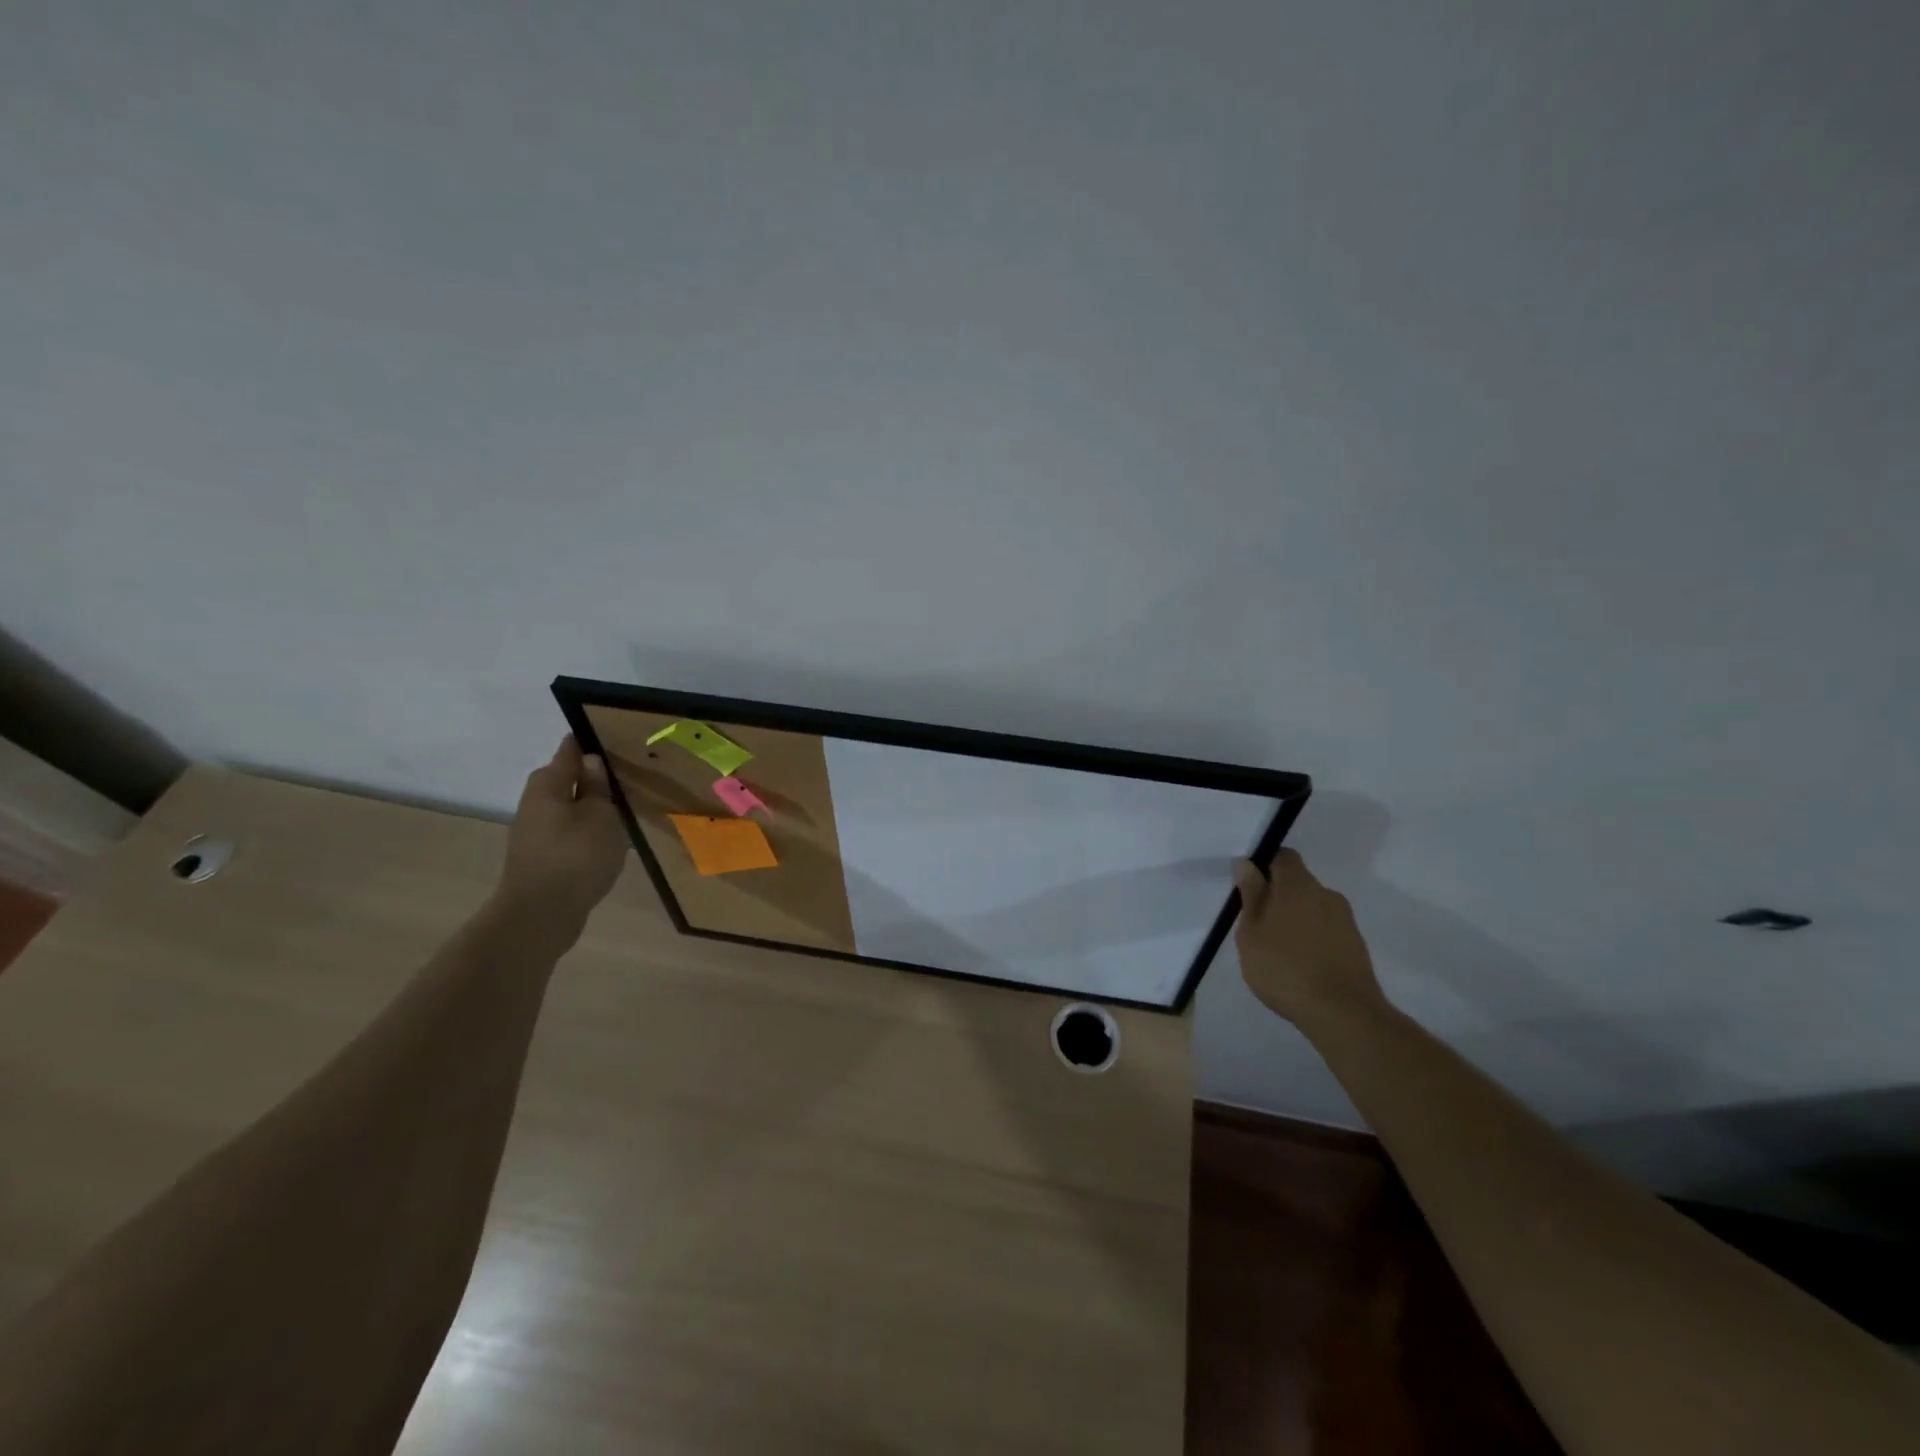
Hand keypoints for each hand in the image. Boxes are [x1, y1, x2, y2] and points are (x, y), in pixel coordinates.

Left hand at [496, 736, 629, 936]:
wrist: (540, 916)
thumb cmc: (575, 856)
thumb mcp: (600, 815)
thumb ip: (598, 787)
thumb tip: (591, 761)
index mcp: (547, 785)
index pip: (569, 751)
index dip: (590, 741)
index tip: (615, 737)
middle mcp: (535, 804)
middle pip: (566, 780)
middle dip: (593, 776)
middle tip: (629, 776)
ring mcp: (535, 833)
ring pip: (569, 808)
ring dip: (592, 806)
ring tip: (626, 809)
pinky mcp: (542, 858)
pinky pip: (569, 833)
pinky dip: (588, 831)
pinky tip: (610, 840)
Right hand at [1232, 850, 1389, 1028]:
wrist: (1343, 1014)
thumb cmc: (1285, 968)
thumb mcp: (1252, 933)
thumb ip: (1251, 895)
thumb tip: (1247, 863)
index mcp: (1298, 885)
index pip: (1283, 856)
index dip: (1265, 865)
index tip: (1250, 887)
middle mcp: (1326, 894)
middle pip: (1298, 883)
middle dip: (1278, 897)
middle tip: (1258, 925)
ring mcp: (1345, 920)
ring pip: (1313, 908)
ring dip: (1296, 919)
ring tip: (1279, 950)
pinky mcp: (1356, 945)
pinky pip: (1327, 930)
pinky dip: (1312, 939)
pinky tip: (1300, 965)